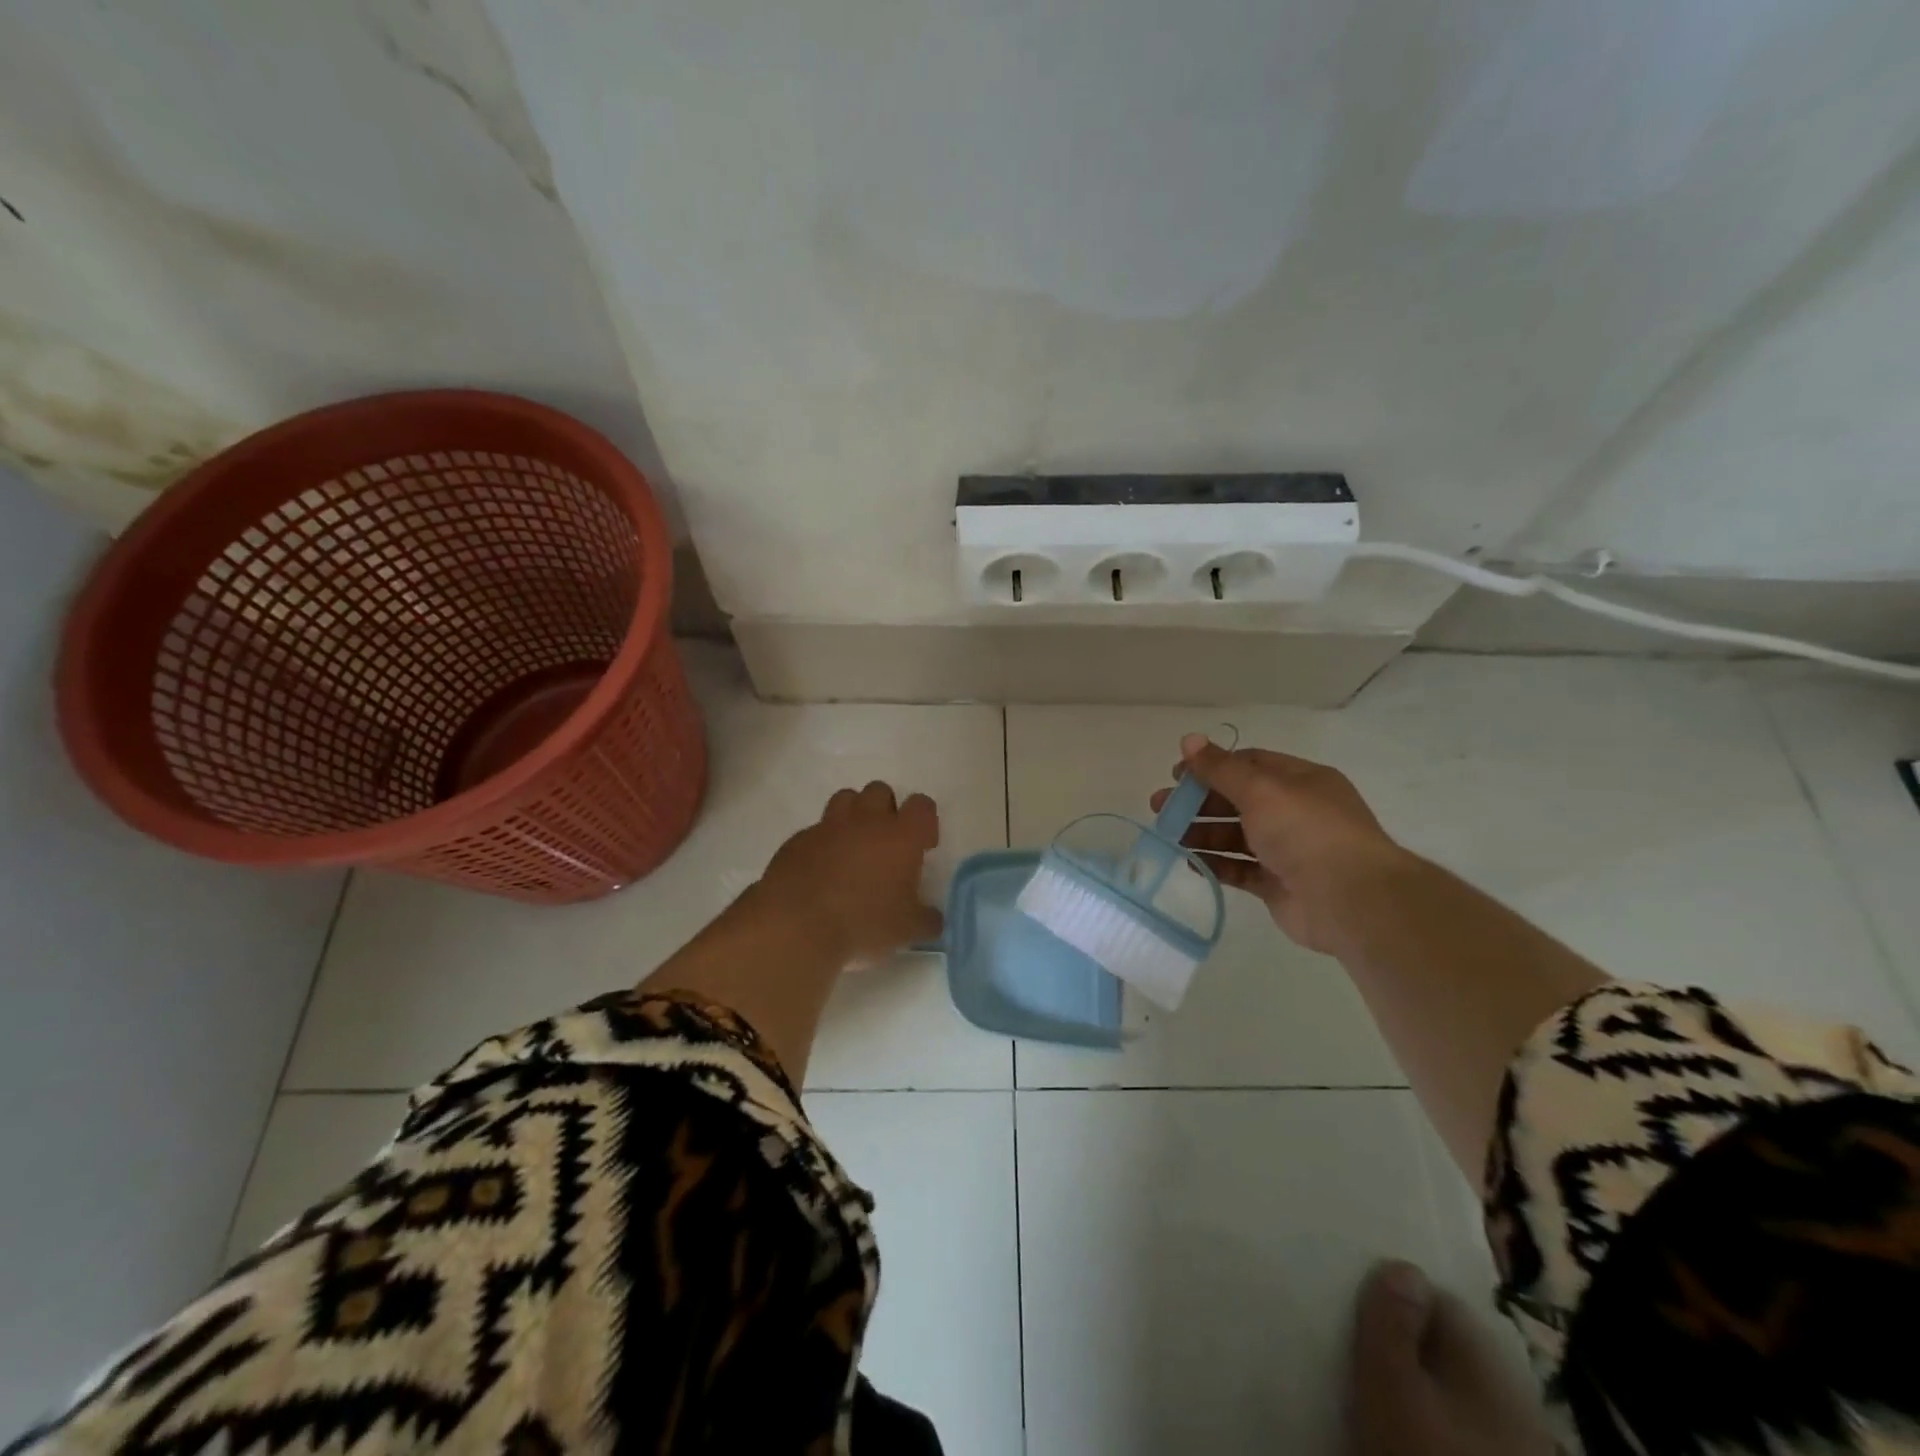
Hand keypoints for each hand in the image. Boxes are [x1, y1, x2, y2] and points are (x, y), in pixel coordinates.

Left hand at [752, 781, 942, 966]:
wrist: (797, 925)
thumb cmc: (863, 922)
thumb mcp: (908, 930)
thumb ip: (926, 919)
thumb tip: (933, 918)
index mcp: (901, 835)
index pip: (922, 805)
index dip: (925, 822)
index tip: (923, 847)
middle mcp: (866, 820)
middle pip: (880, 791)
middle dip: (887, 810)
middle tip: (886, 845)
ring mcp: (828, 826)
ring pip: (845, 799)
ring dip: (854, 815)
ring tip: (854, 848)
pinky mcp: (798, 840)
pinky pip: (816, 830)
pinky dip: (823, 843)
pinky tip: (822, 871)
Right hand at [1151, 734, 1408, 954]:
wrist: (1349, 899)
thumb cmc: (1305, 831)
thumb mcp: (1260, 789)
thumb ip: (1220, 768)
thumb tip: (1188, 739)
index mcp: (1300, 781)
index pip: (1249, 764)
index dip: (1211, 766)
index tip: (1176, 775)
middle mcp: (1295, 812)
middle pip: (1238, 800)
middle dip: (1198, 802)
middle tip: (1161, 808)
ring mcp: (1288, 850)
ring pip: (1237, 835)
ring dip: (1202, 833)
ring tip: (1168, 836)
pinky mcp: (1279, 884)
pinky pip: (1241, 869)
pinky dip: (1215, 864)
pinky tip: (1189, 862)